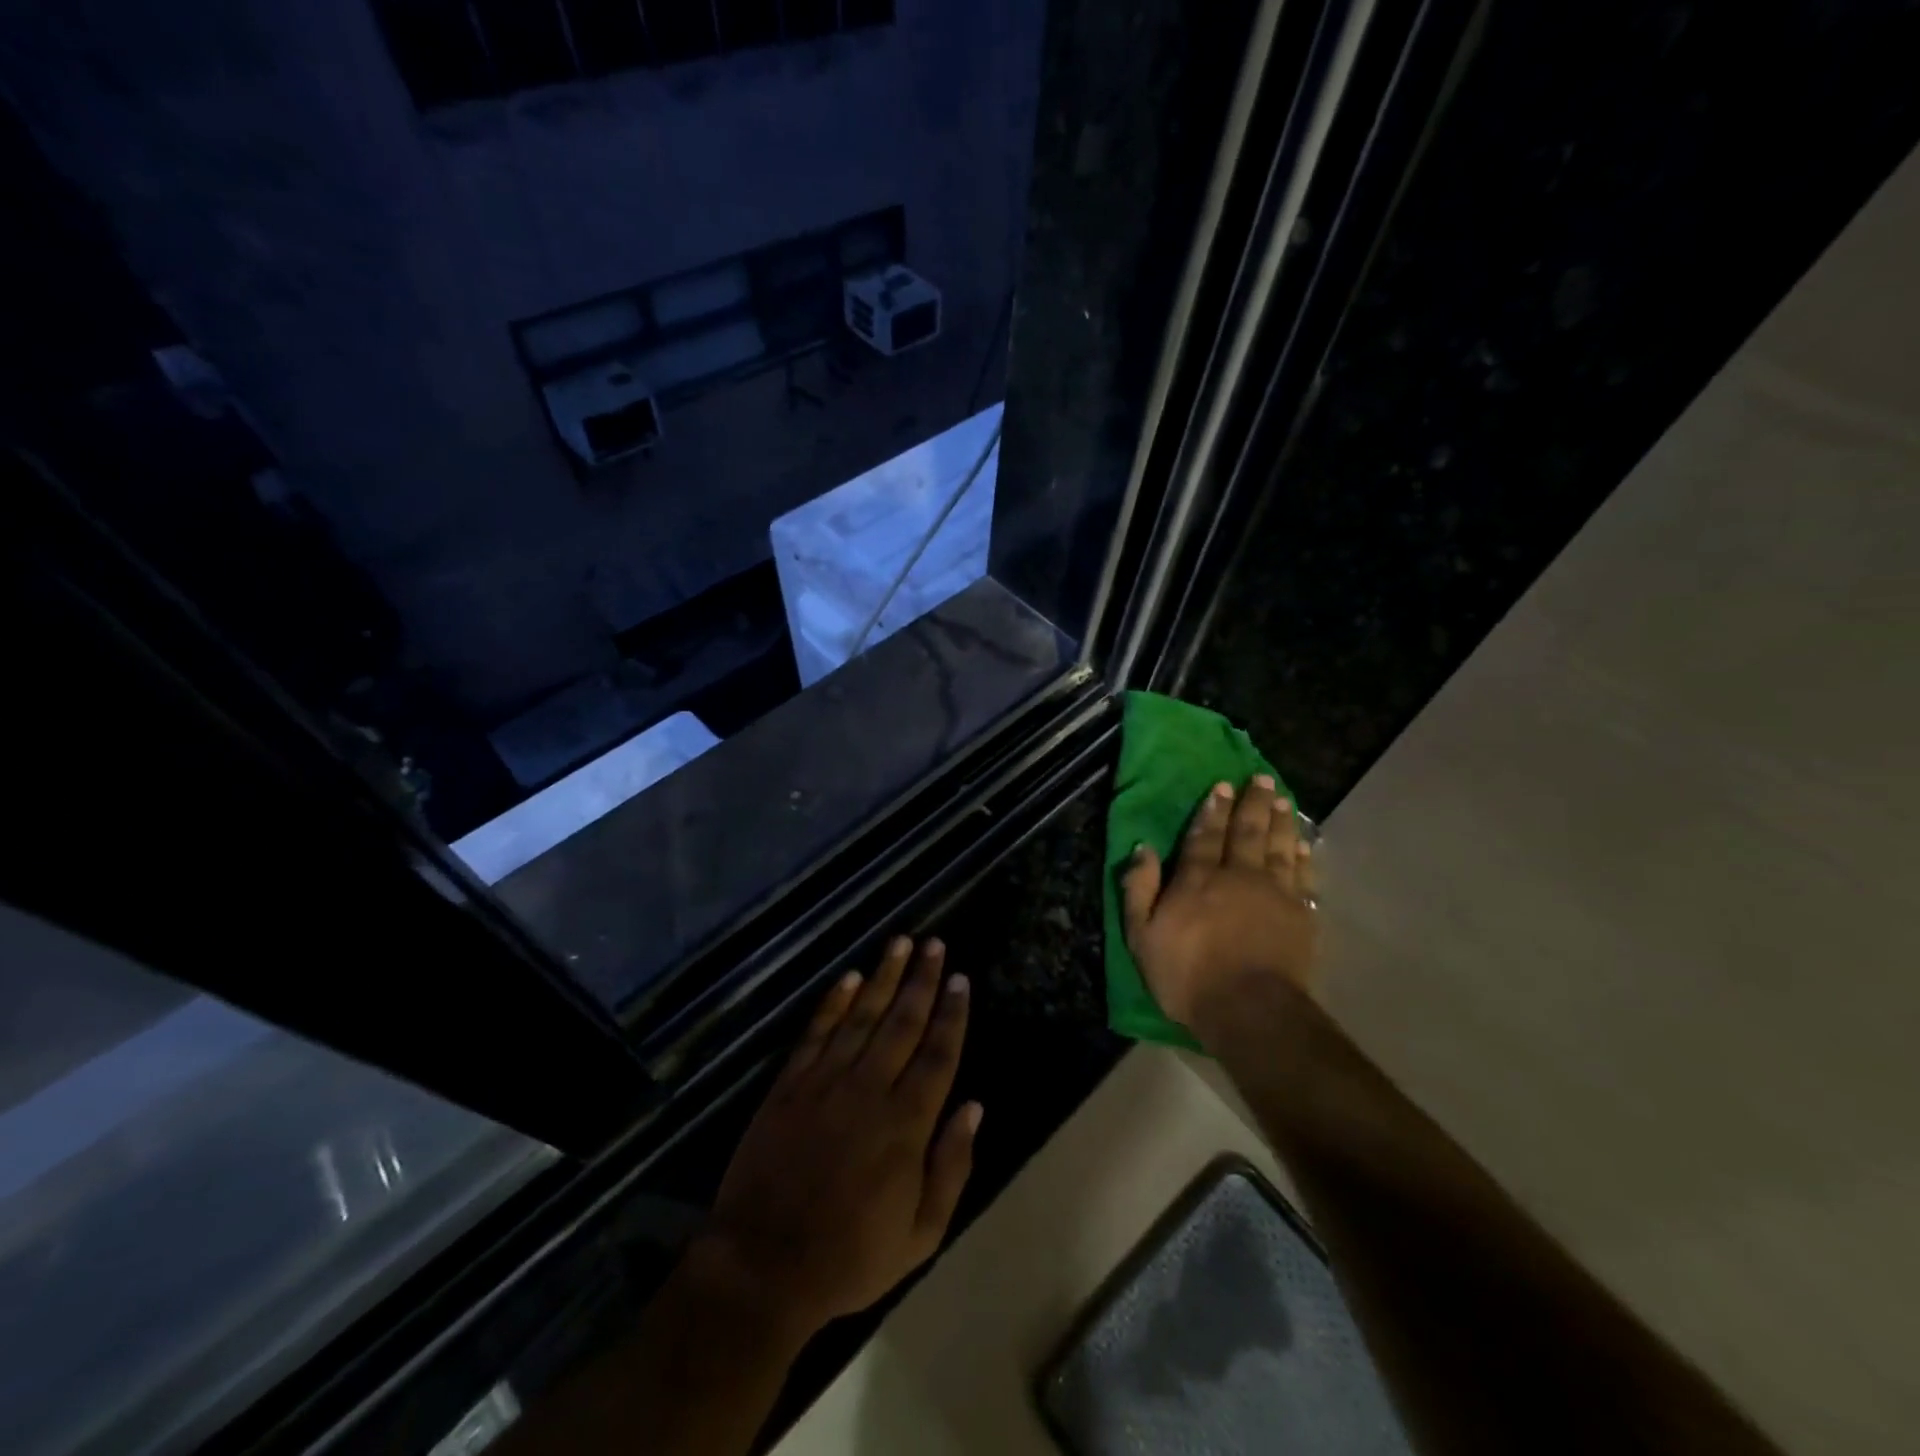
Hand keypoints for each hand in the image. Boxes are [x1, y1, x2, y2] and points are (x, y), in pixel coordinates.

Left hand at [694, 936, 979, 1342]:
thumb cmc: (850, 1256)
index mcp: (906, 1124)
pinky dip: (834, 1002)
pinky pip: (816, 1032)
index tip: (960, 979)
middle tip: (935, 943)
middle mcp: (869, 1089)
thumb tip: (973, 1106)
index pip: (938, 1054)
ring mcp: (826, 1082)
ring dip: (884, 976)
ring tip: (900, 942)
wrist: (763, 1267)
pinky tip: (850, 977)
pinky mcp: (790, 1085)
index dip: (951, 1014)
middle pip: (903, 1022)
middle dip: (922, 980)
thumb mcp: (920, 1234)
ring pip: (862, 1015)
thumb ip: (952, 1167)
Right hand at [1120, 775, 1318, 1033]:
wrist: (1249, 1010)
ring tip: (1283, 798)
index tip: (1221, 786)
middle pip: (1247, 832)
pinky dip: (1303, 856)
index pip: (1204, 835)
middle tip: (1260, 779)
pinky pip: (1303, 876)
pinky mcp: (1300, 915)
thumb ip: (1139, 890)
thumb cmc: (1187, 975)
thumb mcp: (1142, 936)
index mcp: (1198, 879)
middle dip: (1252, 804)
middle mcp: (1239, 876)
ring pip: (1279, 847)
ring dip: (1280, 820)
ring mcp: (1275, 894)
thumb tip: (1142, 849)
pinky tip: (1303, 844)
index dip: (1212, 809)